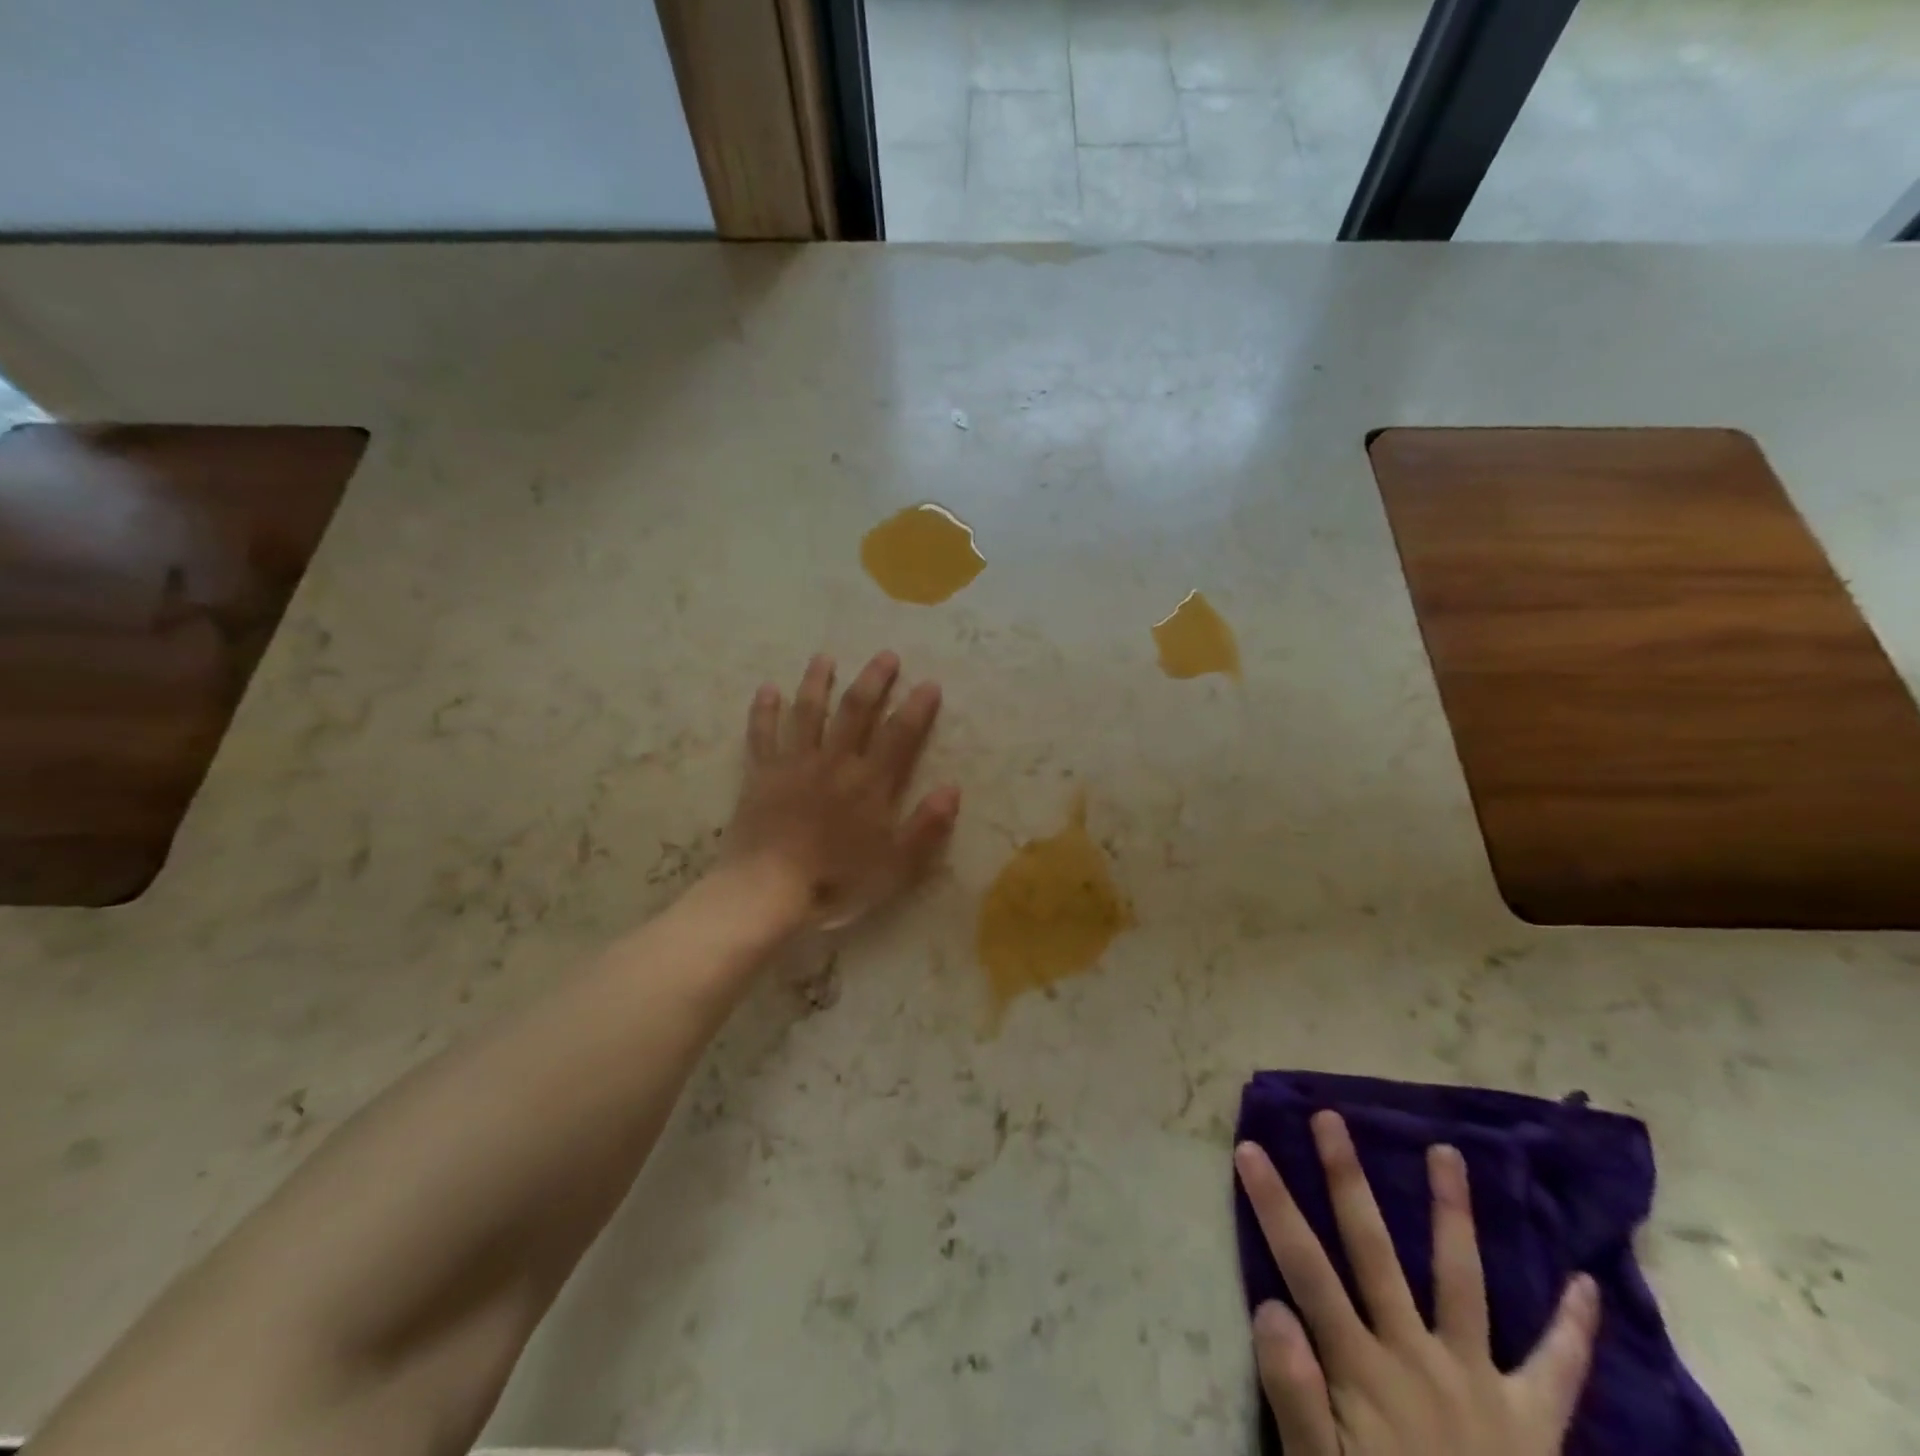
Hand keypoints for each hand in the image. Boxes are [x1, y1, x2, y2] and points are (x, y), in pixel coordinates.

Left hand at [722, 651, 960, 928]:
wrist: (767, 891)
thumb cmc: (835, 882)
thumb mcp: (895, 867)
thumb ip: (925, 827)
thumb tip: (952, 788)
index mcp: (869, 784)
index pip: (900, 735)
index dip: (916, 707)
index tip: (928, 683)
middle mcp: (834, 762)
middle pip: (855, 710)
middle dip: (873, 680)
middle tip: (885, 655)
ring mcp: (794, 764)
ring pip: (807, 711)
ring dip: (817, 682)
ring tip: (824, 657)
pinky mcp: (761, 774)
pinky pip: (762, 734)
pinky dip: (764, 710)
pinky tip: (767, 689)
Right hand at [1235, 1113, 1599, 1455]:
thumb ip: (1295, 1398)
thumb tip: (1269, 1306)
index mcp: (1362, 1370)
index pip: (1304, 1267)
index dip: (1274, 1204)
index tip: (1250, 1147)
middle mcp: (1417, 1357)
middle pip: (1373, 1250)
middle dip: (1347, 1180)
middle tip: (1330, 1118)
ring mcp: (1480, 1383)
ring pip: (1461, 1280)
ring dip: (1453, 1215)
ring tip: (1448, 1153)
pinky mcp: (1534, 1422)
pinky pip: (1557, 1370)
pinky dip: (1573, 1328)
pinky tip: (1585, 1284)